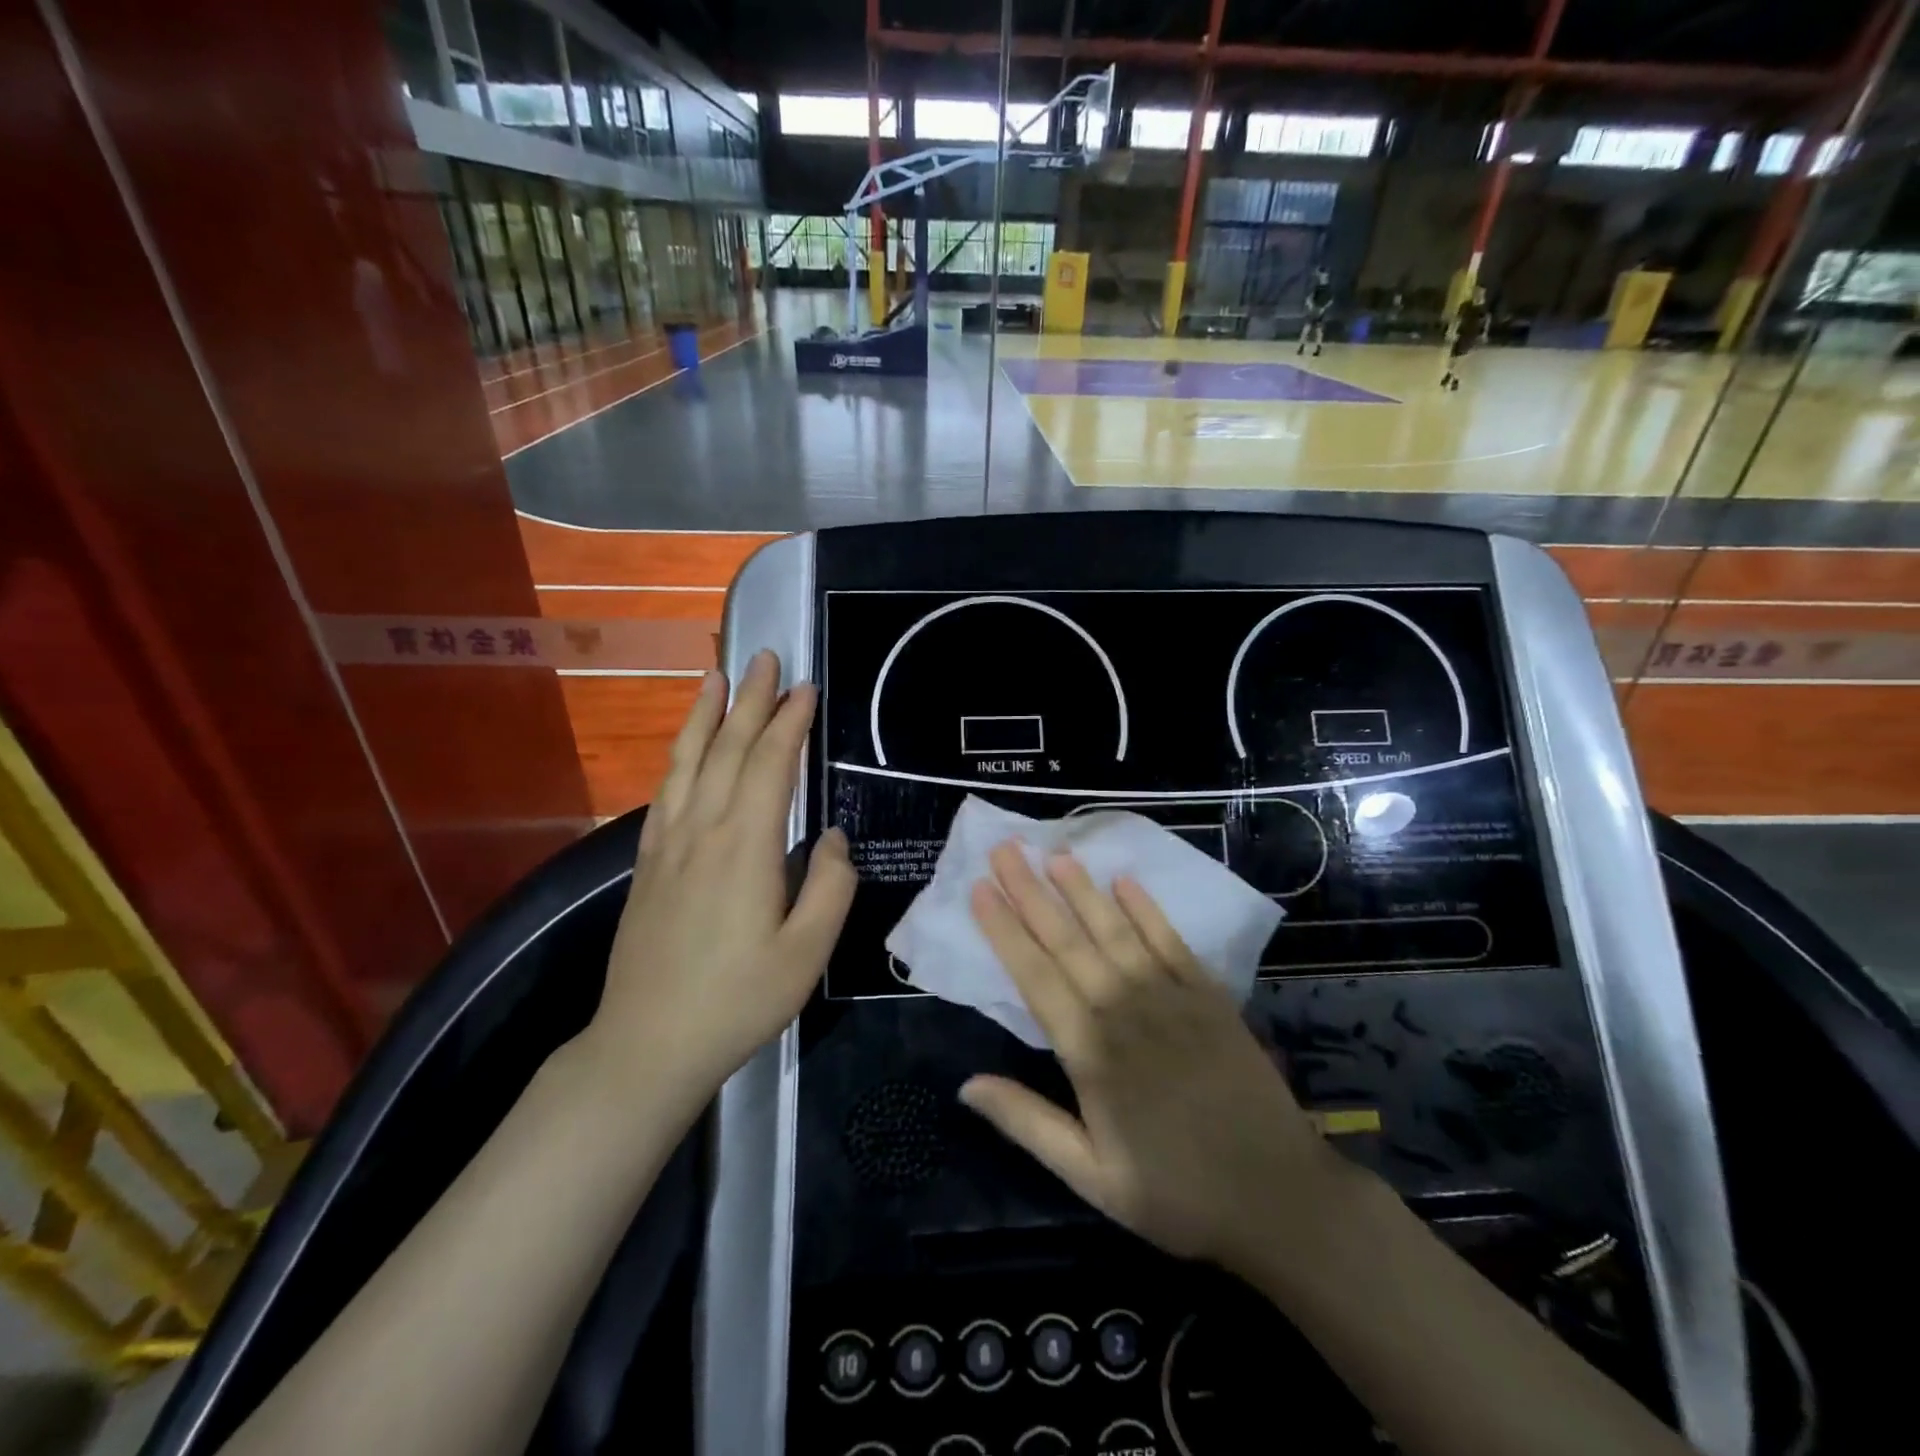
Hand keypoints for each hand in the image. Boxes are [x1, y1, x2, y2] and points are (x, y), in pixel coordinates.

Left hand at [587, 651, 854, 1105]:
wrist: (648, 1044)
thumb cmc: (738, 1000)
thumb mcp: (807, 953)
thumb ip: (830, 886)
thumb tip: (830, 837)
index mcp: (745, 846)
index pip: (769, 764)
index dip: (789, 721)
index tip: (806, 687)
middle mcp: (702, 831)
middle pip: (726, 749)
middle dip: (749, 699)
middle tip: (765, 658)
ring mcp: (667, 845)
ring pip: (687, 762)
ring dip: (704, 714)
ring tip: (715, 675)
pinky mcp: (647, 864)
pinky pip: (665, 792)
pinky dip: (678, 757)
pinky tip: (684, 748)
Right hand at [961, 842, 1345, 1274]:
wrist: (1281, 1198)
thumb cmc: (1176, 1194)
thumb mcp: (1092, 1178)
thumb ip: (1028, 1123)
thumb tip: (965, 1085)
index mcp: (1091, 1053)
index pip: (1035, 977)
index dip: (1004, 931)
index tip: (979, 890)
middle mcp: (1125, 1010)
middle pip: (1068, 941)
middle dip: (1030, 892)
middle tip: (1004, 850)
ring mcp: (1171, 997)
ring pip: (1115, 930)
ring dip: (1082, 889)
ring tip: (1054, 853)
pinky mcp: (1209, 996)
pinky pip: (1170, 940)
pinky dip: (1145, 908)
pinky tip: (1124, 880)